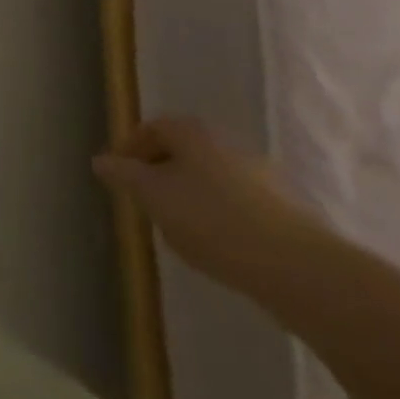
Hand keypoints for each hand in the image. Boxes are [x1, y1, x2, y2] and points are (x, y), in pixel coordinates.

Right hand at [93, 117, 322, 293]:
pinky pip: (237, 205)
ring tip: (180, 232)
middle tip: (146, 204)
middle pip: (181, 153)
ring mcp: (259, 176)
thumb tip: (101, 161)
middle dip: (160, 175)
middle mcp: (225, 143)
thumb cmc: (211, 219)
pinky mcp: (284, 210)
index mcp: (191, 132)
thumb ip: (123, 176)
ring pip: (210, 179)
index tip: (118, 178)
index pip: (150, 129)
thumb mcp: (152, 196)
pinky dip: (220, 217)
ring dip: (190, 198)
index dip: (129, 151)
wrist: (298, 269)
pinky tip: (218, 247)